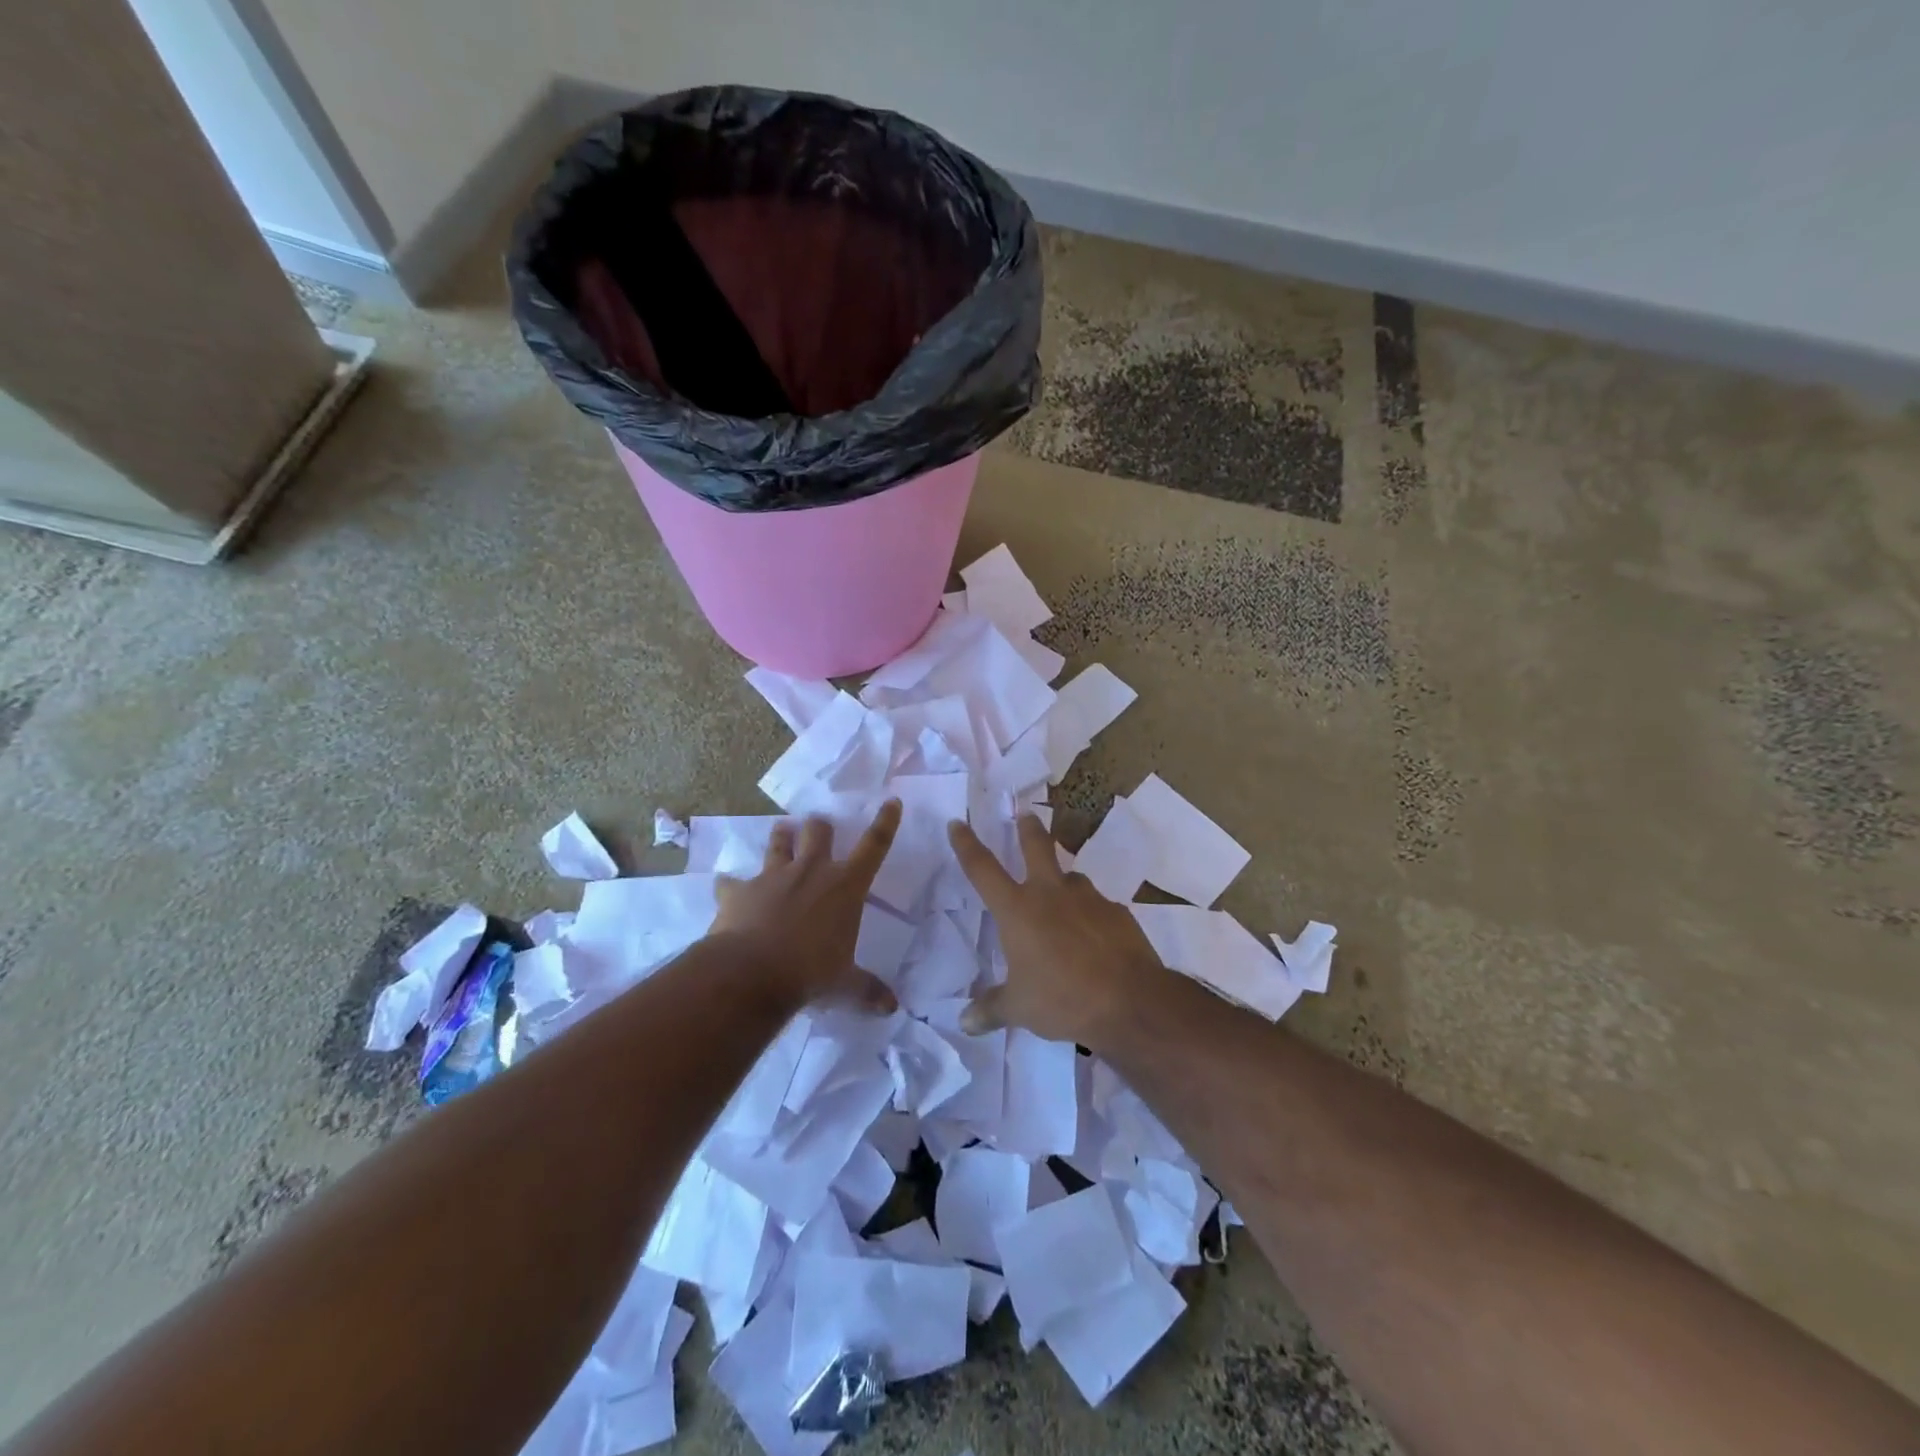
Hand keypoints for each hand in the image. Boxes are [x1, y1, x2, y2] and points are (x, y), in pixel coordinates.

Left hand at [710, 801, 902, 1013]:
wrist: (750, 974)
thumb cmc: (809, 973)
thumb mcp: (844, 984)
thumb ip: (867, 990)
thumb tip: (891, 1008)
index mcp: (845, 886)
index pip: (874, 846)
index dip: (885, 823)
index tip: (891, 802)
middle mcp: (811, 871)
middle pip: (819, 832)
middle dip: (821, 827)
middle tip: (820, 827)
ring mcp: (773, 877)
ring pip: (778, 843)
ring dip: (781, 838)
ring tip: (782, 832)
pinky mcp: (739, 891)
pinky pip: (732, 882)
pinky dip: (731, 885)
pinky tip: (726, 888)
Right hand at [947, 814, 1167, 1047]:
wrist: (1129, 1001)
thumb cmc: (1062, 999)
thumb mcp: (1019, 1008)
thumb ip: (991, 1009)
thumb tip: (965, 1023)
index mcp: (1017, 910)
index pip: (982, 869)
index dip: (967, 844)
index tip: (957, 823)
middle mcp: (1050, 894)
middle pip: (1036, 848)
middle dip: (1028, 829)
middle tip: (1025, 815)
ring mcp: (1088, 899)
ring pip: (1071, 878)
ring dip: (1064, 883)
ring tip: (1063, 901)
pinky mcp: (1117, 913)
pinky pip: (1098, 907)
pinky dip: (1091, 916)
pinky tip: (1095, 938)